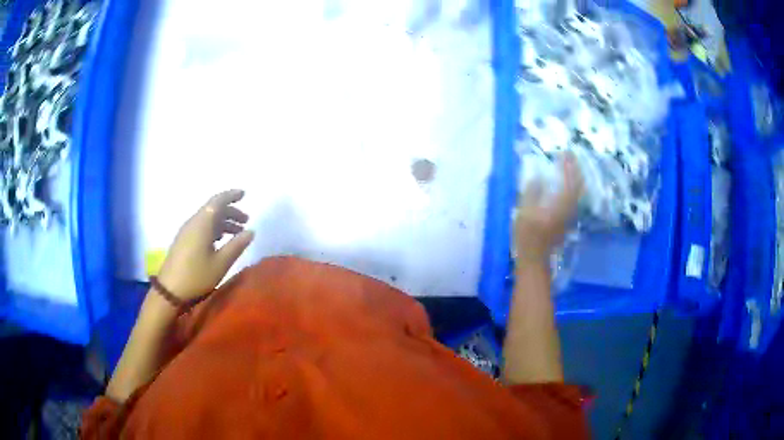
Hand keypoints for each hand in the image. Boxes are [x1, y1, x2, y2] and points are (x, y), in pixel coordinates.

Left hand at [157, 189, 254, 299]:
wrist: (170, 289)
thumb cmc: (197, 275)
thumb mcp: (221, 263)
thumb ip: (236, 246)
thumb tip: (251, 232)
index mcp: (202, 223)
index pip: (218, 201)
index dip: (231, 195)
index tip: (244, 194)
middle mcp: (194, 222)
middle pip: (213, 209)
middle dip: (230, 211)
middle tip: (246, 220)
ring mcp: (187, 231)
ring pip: (208, 219)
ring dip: (223, 222)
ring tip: (237, 233)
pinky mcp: (184, 240)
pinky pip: (202, 226)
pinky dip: (214, 228)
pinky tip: (221, 241)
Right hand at [515, 153, 582, 262]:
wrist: (535, 258)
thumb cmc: (527, 235)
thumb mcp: (524, 211)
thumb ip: (531, 192)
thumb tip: (537, 175)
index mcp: (560, 204)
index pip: (569, 179)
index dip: (568, 165)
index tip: (565, 152)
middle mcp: (569, 208)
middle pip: (577, 185)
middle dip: (574, 169)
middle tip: (570, 156)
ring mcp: (569, 215)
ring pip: (577, 191)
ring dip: (574, 177)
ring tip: (569, 166)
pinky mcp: (567, 219)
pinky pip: (573, 198)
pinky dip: (572, 187)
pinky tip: (566, 184)